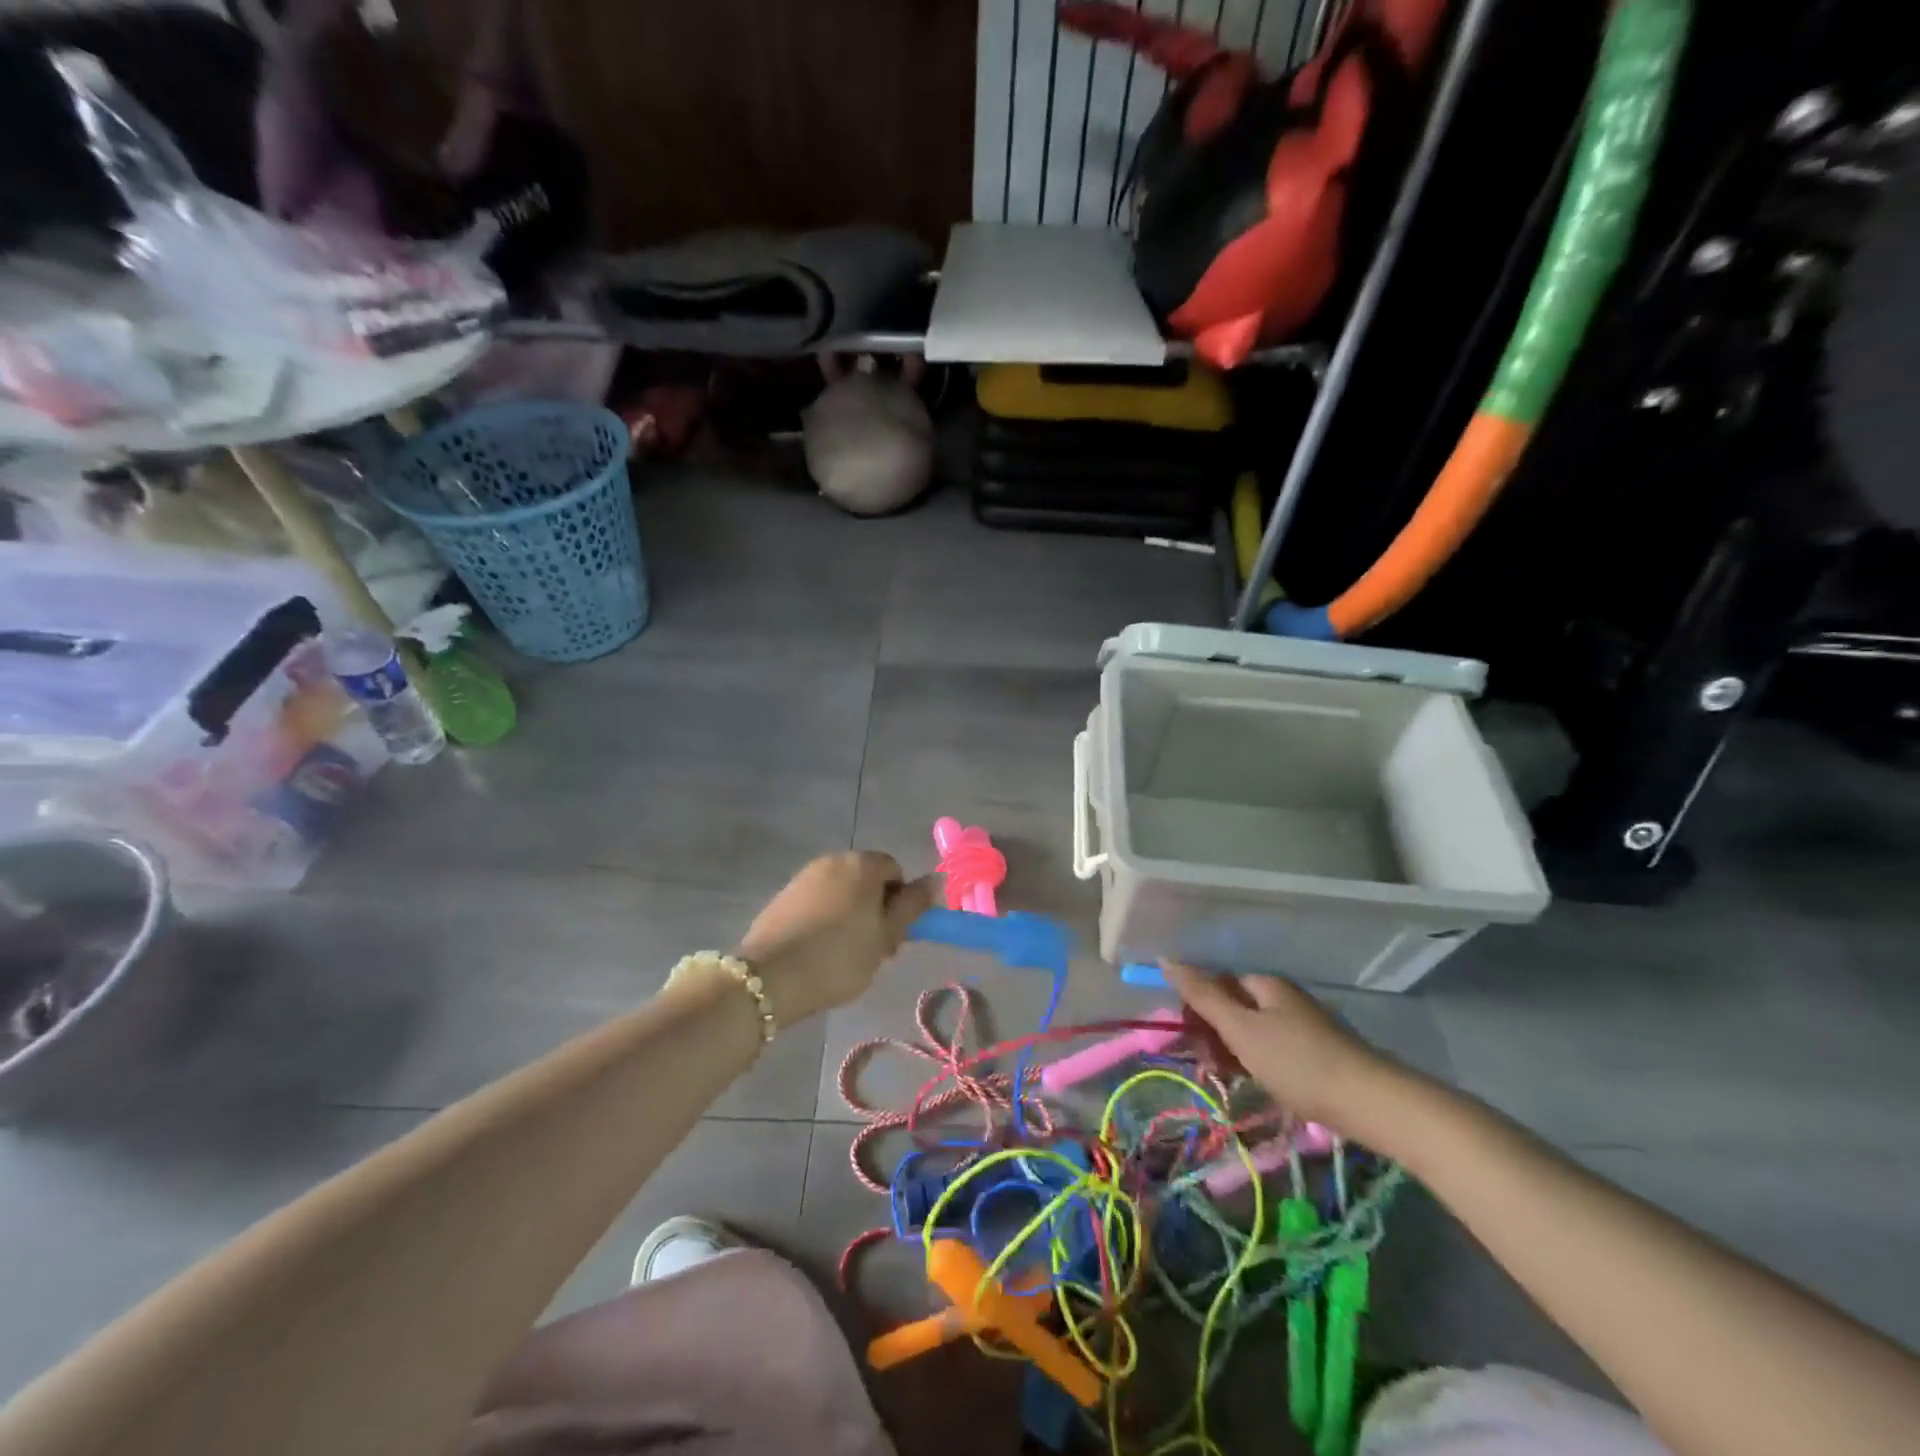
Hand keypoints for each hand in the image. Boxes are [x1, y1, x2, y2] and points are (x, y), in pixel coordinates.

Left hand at [737, 852, 935, 1021]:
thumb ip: (912, 906)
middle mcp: (832, 860)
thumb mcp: (886, 936)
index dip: (900, 901)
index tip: (893, 934)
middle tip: (873, 948)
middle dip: (874, 907)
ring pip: (840, 891)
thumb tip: (936, 879)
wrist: (771, 977)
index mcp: (862, 864)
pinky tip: (817, 950)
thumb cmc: (840, 956)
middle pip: (866, 879)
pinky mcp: (782, 896)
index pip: (894, 870)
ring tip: (844, 953)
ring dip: (849, 914)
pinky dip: (823, 919)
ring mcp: (803, 876)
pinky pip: (815, 902)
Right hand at [1162, 963, 1398, 1134]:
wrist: (1372, 1104)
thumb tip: (1166, 957)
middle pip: (1235, 1006)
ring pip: (1253, 1032)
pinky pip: (1272, 1051)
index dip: (1196, 1004)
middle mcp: (1283, 999)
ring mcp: (1302, 1027)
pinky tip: (1256, 1084)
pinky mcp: (1316, 1055)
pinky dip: (1256, 1064)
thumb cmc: (1298, 1062)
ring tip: (1227, 1078)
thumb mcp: (1241, 1028)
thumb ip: (1203, 995)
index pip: (1217, 981)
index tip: (1185, 1036)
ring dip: (1233, 1051)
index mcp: (1265, 985)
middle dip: (1213, 1031)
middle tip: (1206, 1064)